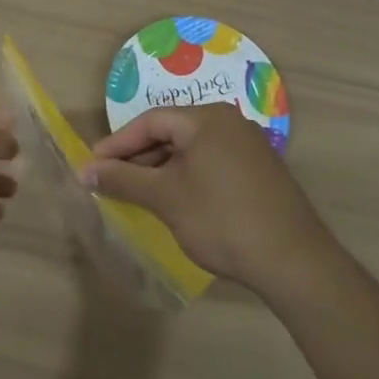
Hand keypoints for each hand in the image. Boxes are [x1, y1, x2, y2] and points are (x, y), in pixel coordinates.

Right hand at [83, 103, 337, 300]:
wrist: (293, 261)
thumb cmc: (221, 219)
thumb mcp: (165, 198)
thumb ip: (123, 180)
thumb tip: (85, 171)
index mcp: (206, 118)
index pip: (150, 121)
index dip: (117, 144)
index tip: (92, 167)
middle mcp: (229, 122)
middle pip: (171, 132)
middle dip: (138, 157)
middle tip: (111, 182)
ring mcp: (248, 145)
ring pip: (191, 149)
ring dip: (161, 169)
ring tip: (138, 195)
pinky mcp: (259, 170)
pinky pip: (211, 162)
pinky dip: (186, 177)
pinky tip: (175, 201)